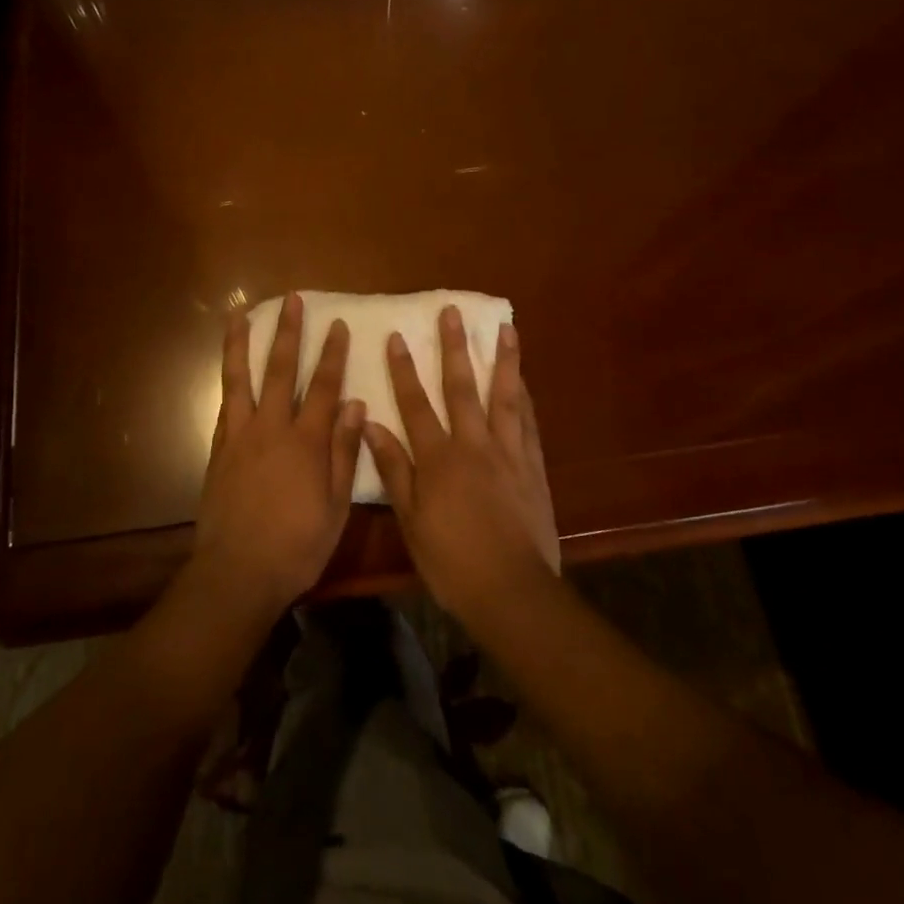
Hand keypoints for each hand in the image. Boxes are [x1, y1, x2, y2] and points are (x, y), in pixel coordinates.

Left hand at [193, 293, 363, 614]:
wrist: (238, 572)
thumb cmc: (297, 545)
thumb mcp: (335, 506)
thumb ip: (344, 452)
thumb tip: (355, 403)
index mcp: (306, 442)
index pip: (324, 386)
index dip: (332, 354)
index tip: (338, 324)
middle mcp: (271, 428)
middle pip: (280, 370)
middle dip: (288, 332)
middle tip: (292, 300)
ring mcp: (240, 436)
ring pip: (240, 378)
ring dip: (241, 343)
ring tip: (239, 313)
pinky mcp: (218, 450)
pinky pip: (224, 406)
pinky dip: (228, 381)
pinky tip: (229, 367)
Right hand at [365, 307, 560, 621]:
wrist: (511, 591)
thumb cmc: (451, 561)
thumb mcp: (410, 519)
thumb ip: (393, 469)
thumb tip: (370, 424)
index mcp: (438, 458)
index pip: (415, 404)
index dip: (403, 369)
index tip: (397, 336)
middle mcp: (474, 445)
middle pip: (462, 387)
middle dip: (455, 348)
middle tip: (454, 312)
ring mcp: (508, 453)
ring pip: (505, 397)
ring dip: (504, 360)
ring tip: (506, 329)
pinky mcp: (533, 467)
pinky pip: (529, 424)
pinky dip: (526, 398)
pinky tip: (525, 381)